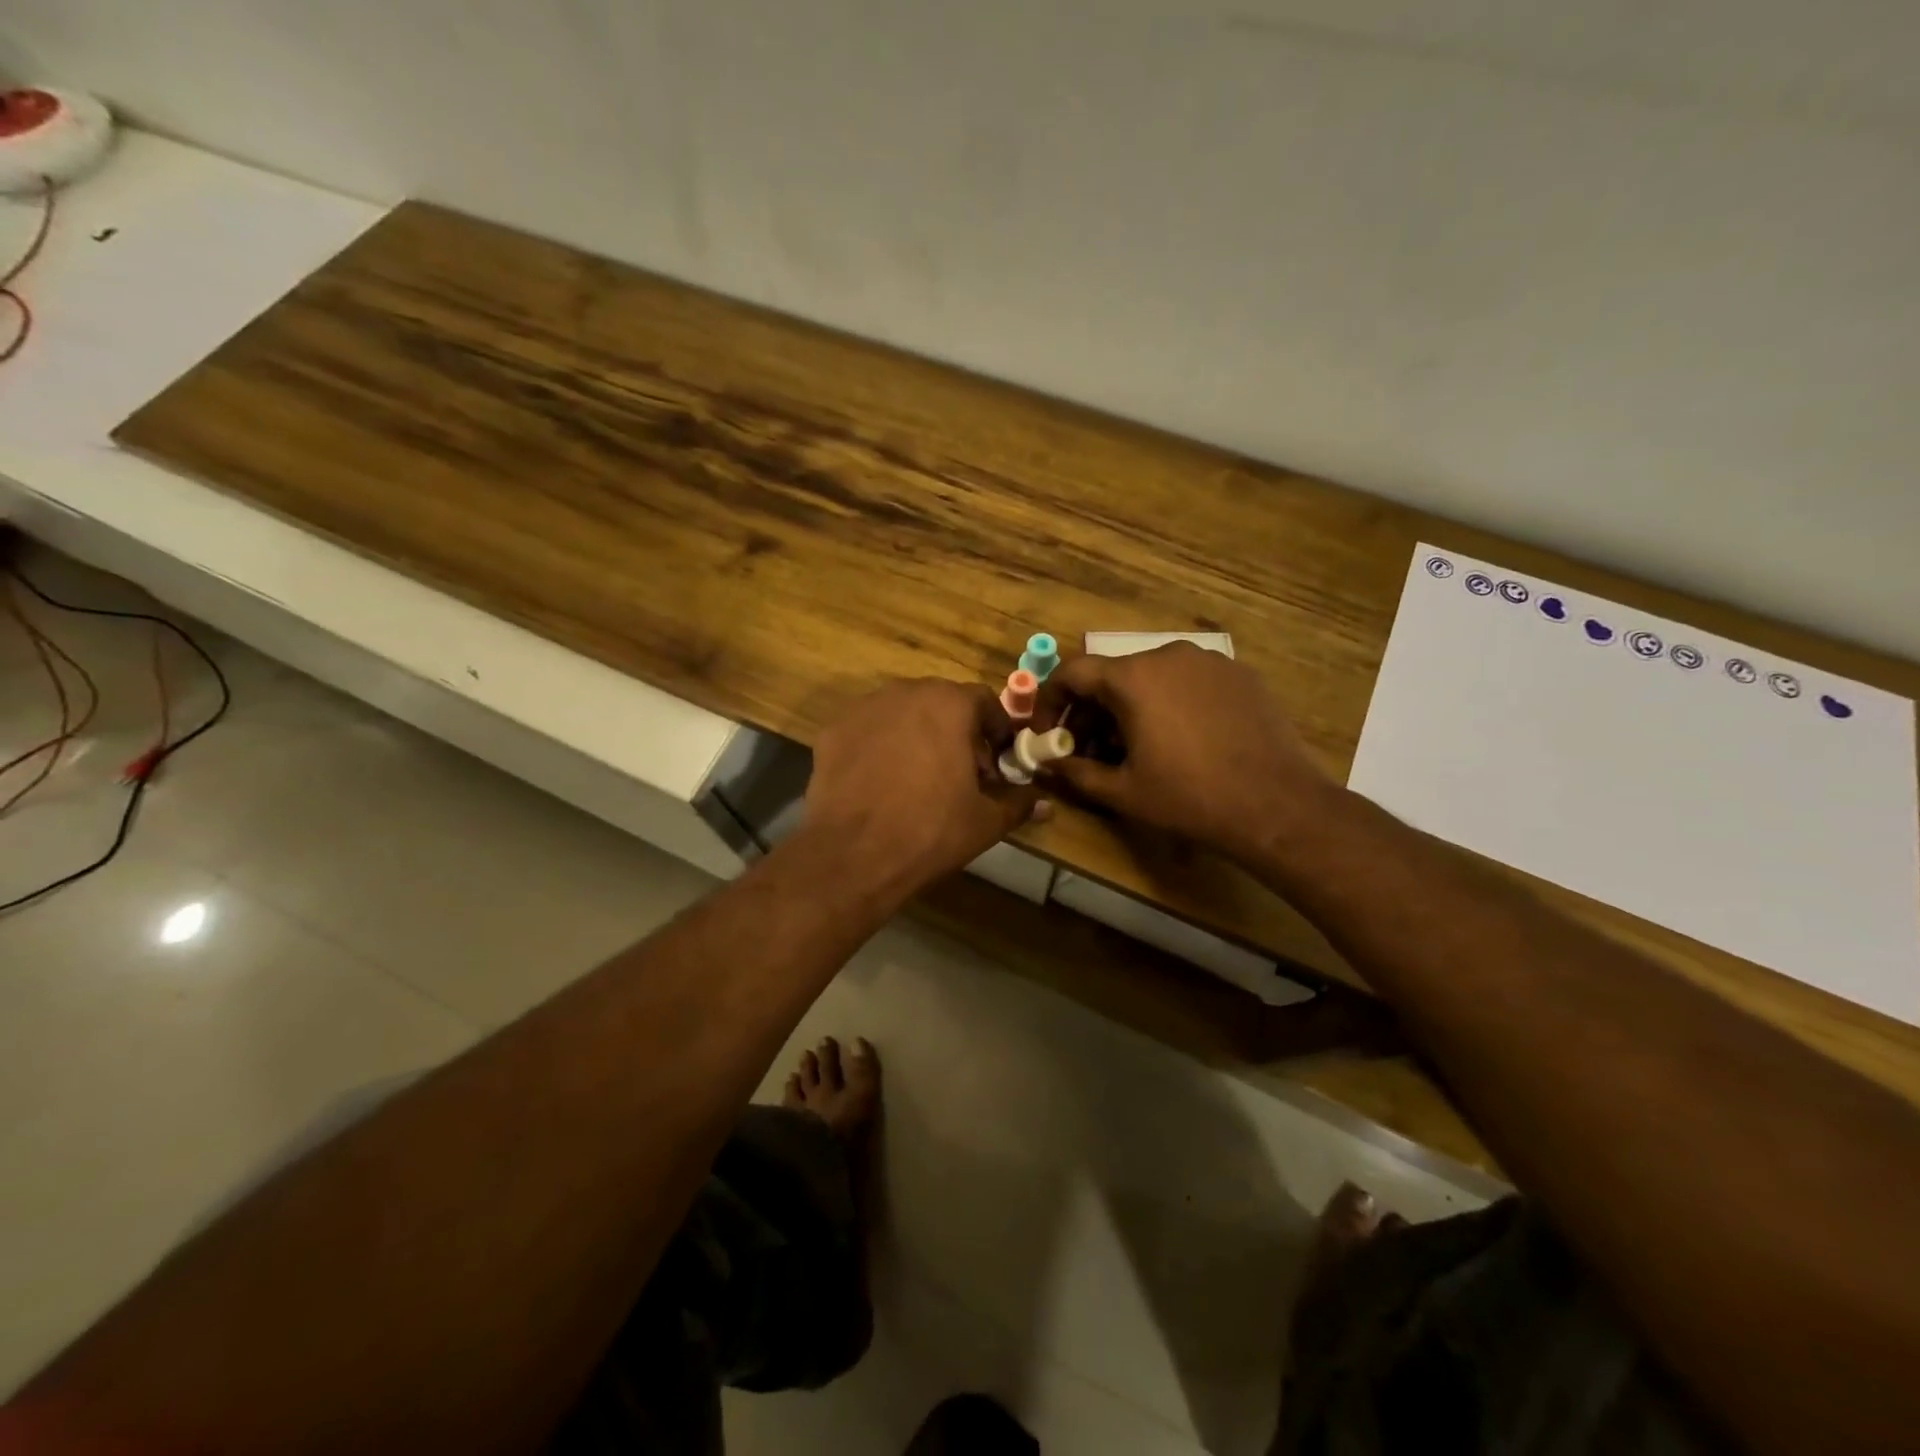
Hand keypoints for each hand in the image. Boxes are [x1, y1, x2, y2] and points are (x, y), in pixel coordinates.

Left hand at [801, 678, 1045, 893]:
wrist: (853, 854)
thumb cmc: (931, 831)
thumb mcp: (986, 821)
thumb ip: (1018, 803)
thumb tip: (1045, 803)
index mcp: (950, 704)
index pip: (984, 702)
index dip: (996, 731)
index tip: (997, 762)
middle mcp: (906, 692)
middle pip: (941, 703)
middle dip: (956, 731)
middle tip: (961, 772)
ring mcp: (864, 708)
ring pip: (902, 713)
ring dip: (917, 735)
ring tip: (918, 777)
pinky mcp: (833, 730)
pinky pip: (868, 730)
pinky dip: (879, 747)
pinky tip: (879, 782)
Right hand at [1037, 643, 1333, 863]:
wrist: (1277, 806)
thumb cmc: (1189, 798)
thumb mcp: (1122, 792)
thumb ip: (1075, 772)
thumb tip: (1047, 763)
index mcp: (1133, 678)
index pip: (1072, 672)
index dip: (1051, 702)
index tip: (1049, 734)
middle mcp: (1168, 655)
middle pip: (1112, 675)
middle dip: (1091, 712)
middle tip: (1088, 751)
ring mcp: (1209, 661)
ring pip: (1150, 677)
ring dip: (1129, 708)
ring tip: (1133, 749)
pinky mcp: (1240, 675)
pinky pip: (1187, 681)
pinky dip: (1168, 703)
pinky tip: (1179, 740)